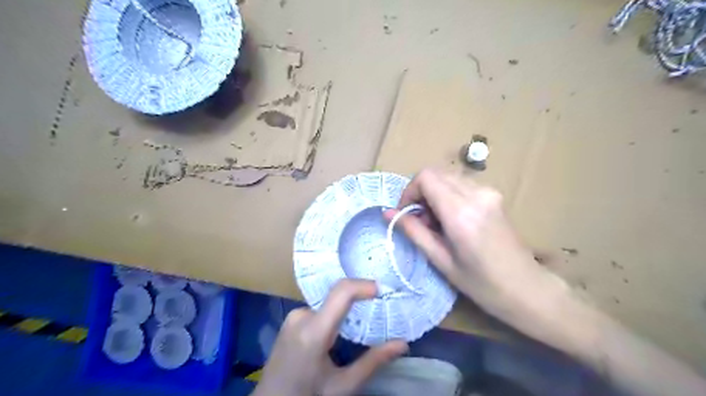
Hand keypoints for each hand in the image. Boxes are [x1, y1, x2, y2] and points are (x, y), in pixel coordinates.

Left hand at [252, 279, 408, 394]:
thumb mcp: (343, 385)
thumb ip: (373, 362)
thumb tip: (402, 344)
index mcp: (314, 331)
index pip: (341, 292)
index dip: (363, 285)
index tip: (383, 289)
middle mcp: (301, 315)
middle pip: (337, 297)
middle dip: (359, 300)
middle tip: (378, 310)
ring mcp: (293, 316)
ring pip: (329, 303)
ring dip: (346, 310)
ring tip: (360, 325)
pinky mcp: (291, 319)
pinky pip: (319, 309)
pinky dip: (334, 315)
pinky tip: (340, 332)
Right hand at [384, 168, 569, 326]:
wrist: (527, 288)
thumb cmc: (482, 284)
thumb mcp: (441, 261)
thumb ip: (414, 232)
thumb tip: (388, 213)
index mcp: (461, 213)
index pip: (425, 178)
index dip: (409, 191)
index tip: (405, 213)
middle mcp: (476, 194)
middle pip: (435, 173)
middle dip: (420, 193)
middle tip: (420, 221)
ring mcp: (489, 192)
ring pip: (447, 177)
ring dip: (434, 194)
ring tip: (436, 223)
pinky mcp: (494, 194)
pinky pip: (461, 184)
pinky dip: (448, 195)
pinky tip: (451, 220)